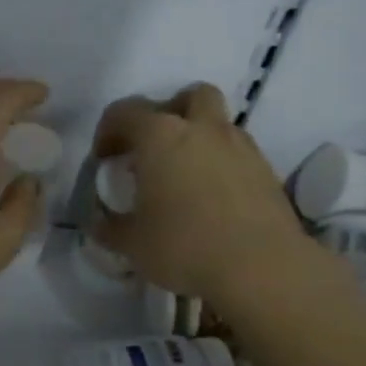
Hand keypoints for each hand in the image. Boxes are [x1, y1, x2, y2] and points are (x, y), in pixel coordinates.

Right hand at [91, 83, 321, 305]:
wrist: (262, 268)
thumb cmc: (184, 246)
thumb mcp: (132, 244)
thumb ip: (110, 228)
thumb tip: (98, 223)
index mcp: (161, 136)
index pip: (125, 112)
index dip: (108, 131)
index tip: (104, 159)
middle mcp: (203, 129)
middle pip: (188, 97)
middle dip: (168, 113)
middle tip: (153, 147)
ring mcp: (240, 147)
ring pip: (218, 123)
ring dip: (198, 138)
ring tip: (184, 175)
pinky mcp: (266, 171)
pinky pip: (237, 154)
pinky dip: (221, 164)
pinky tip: (212, 198)